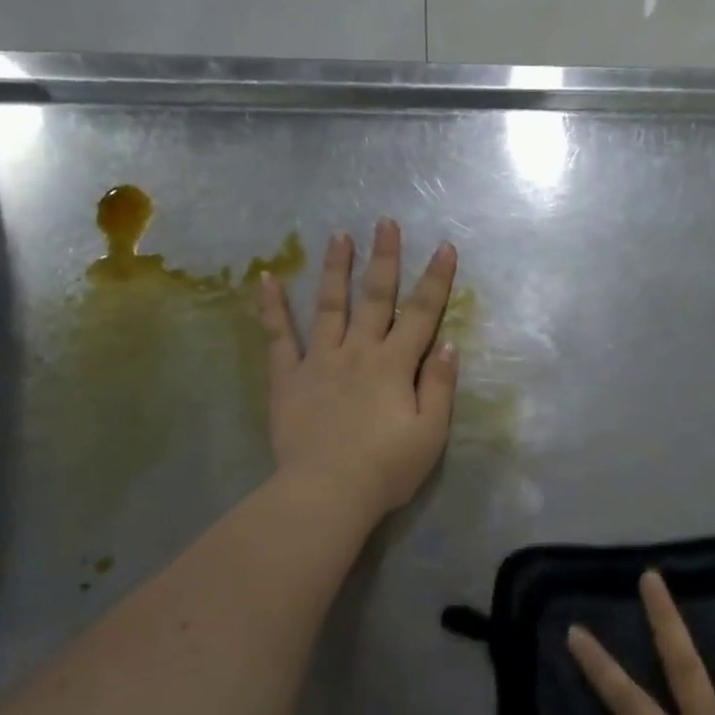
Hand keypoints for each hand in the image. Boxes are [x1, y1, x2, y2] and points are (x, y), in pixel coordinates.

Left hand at [259, 218, 458, 517]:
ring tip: (339, 235)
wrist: (328, 492)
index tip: (445, 246)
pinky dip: (273, 308)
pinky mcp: (288, 378)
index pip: (422, 314)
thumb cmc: (387, 467)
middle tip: (386, 222)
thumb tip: (448, 344)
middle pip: (375, 298)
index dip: (436, 280)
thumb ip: (440, 386)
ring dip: (336, 269)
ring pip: (329, 306)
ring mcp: (319, 361)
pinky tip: (267, 278)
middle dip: (384, 258)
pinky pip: (279, 337)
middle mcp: (359, 352)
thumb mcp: (431, 432)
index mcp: (395, 365)